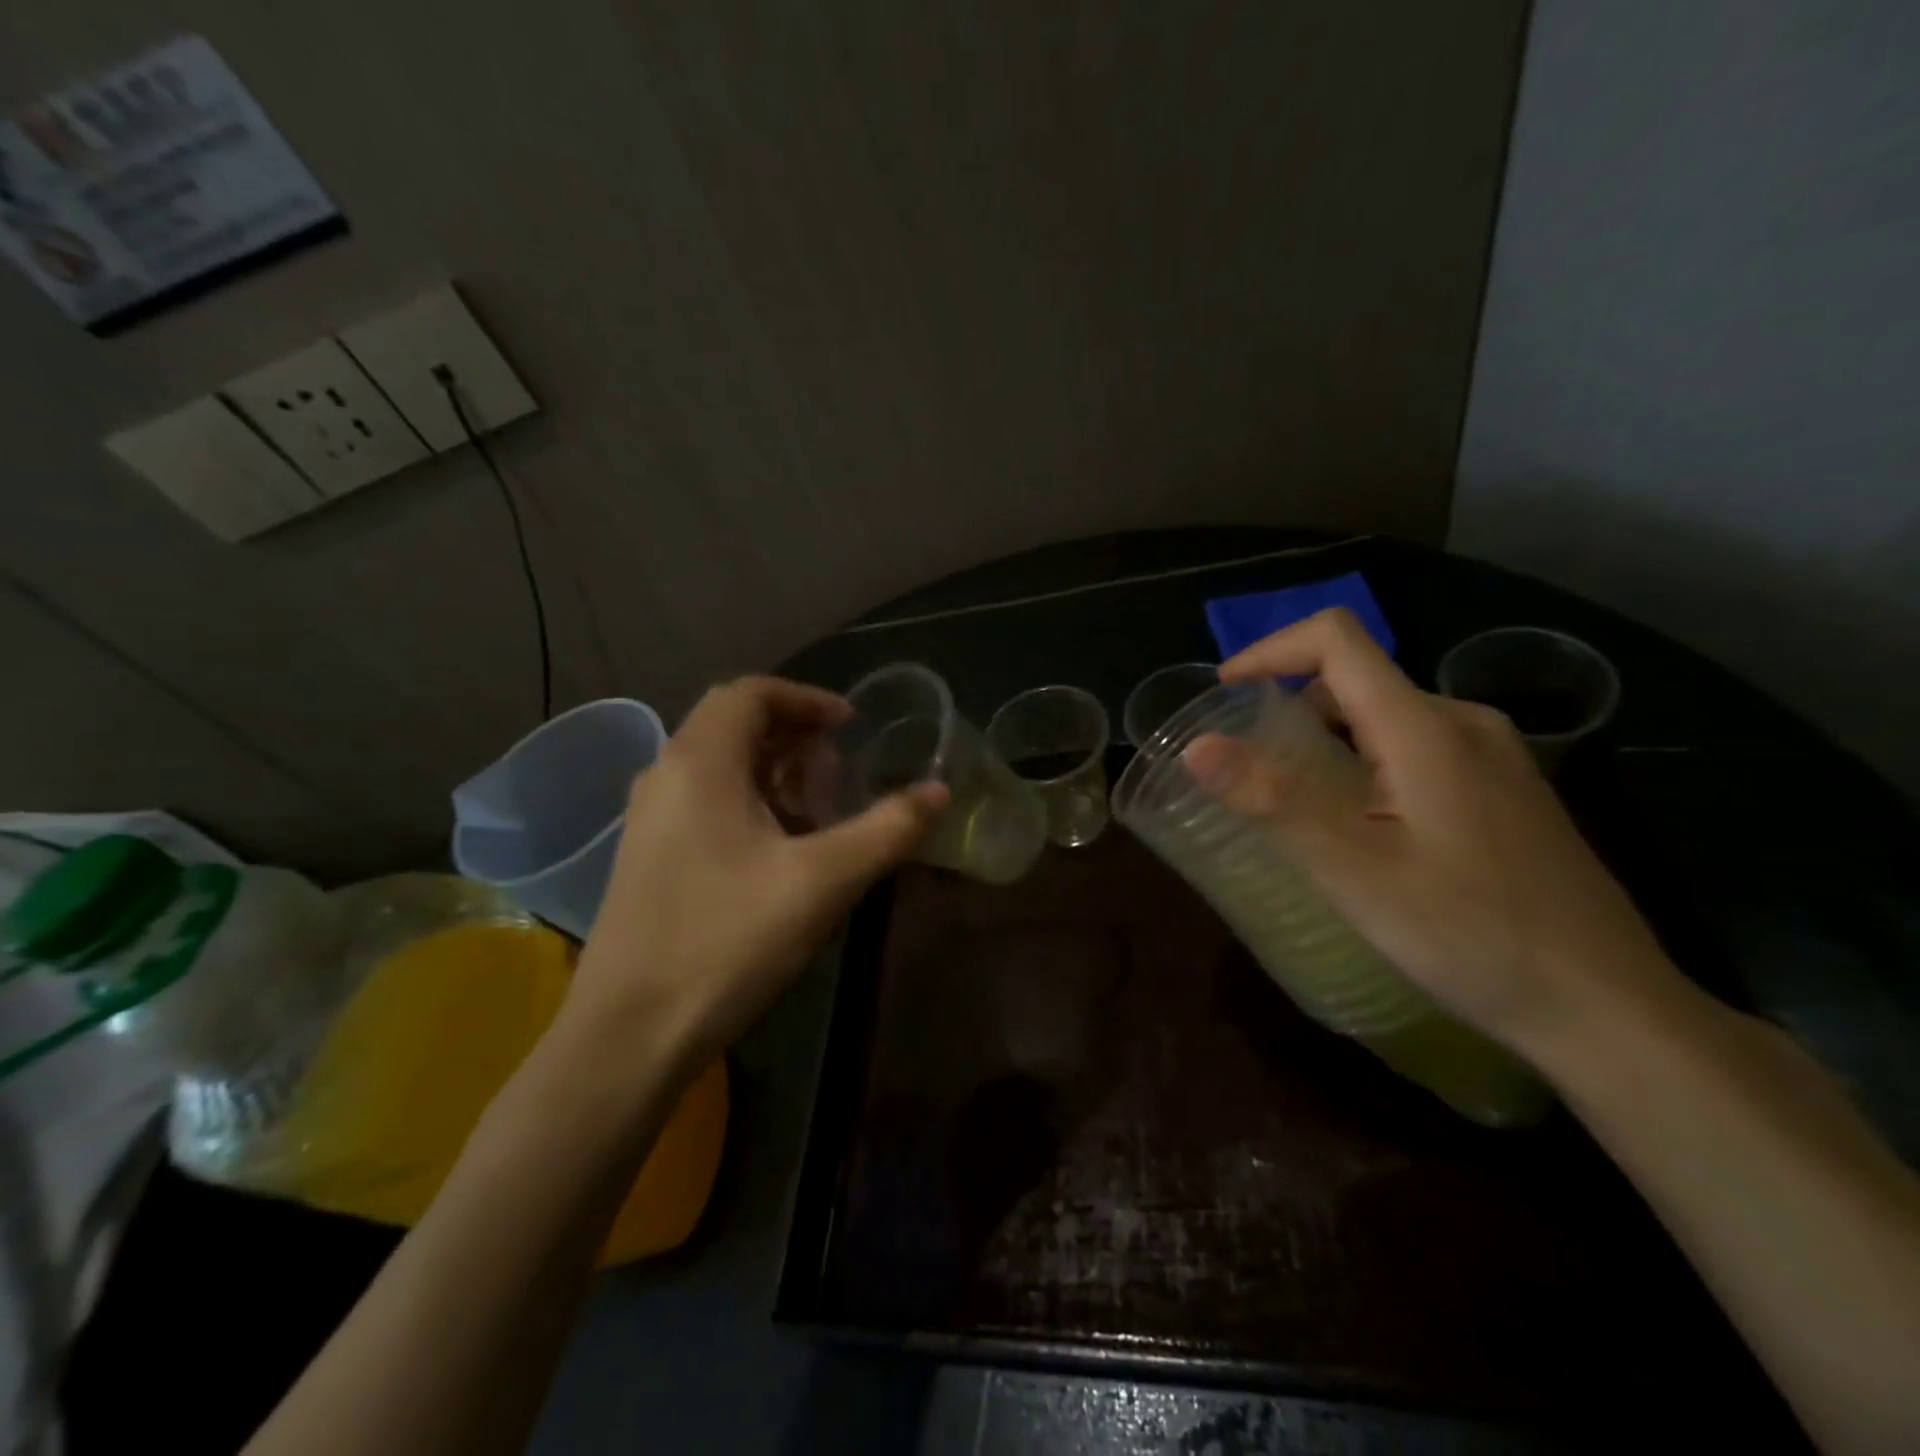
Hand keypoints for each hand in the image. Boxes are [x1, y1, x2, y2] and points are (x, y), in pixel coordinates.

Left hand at [563, 677, 946, 1069]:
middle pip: (731, 724)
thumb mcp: (822, 882)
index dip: (806, 698)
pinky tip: (778, 850)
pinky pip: (703, 802)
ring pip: (716, 766)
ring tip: (818, 806)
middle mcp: (664, 777)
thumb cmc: (726, 942)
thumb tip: (940, 791)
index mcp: (699, 763)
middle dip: (792, 734)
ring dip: (772, 770)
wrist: (627, 1036)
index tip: (850, 724)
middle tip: (839, 767)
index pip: (749, 693)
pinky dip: (748, 801)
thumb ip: (887, 830)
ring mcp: (649, 820)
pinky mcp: (647, 858)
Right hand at [1185, 609, 1679, 1060]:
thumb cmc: (1471, 936)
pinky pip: (1418, 746)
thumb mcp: (1355, 872)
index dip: (1271, 650)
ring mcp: (1495, 756)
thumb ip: (1275, 801)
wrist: (1607, 1008)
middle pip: (1359, 677)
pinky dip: (1366, 759)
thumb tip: (1197, 746)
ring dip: (1328, 736)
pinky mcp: (1507, 790)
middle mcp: (1465, 723)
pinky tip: (1361, 823)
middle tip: (1250, 763)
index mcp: (1426, 729)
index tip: (1224, 691)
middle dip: (1291, 703)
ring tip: (1294, 798)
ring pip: (1388, 715)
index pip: (1337, 640)